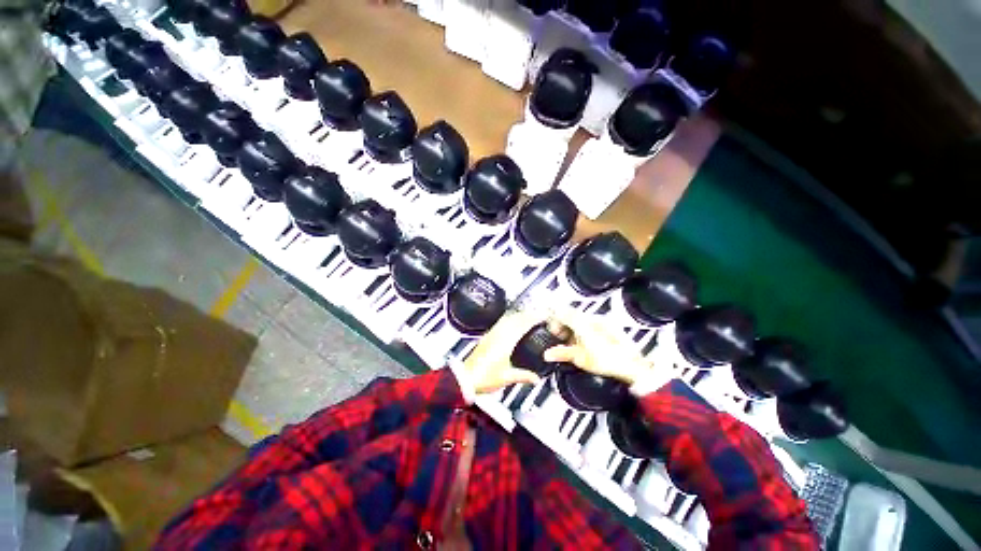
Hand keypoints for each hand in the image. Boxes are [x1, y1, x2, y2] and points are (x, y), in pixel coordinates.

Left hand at [462, 310, 543, 394]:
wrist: (465, 378)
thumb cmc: (482, 377)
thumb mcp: (507, 377)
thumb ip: (524, 376)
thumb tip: (535, 378)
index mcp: (505, 342)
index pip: (522, 325)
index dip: (534, 319)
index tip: (542, 316)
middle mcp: (498, 335)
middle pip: (515, 318)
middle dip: (528, 315)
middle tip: (537, 314)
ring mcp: (491, 335)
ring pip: (507, 319)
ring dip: (518, 315)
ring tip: (527, 316)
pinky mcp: (486, 337)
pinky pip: (500, 323)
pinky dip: (509, 319)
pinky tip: (510, 322)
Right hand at [542, 309, 652, 385]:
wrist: (634, 366)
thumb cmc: (608, 361)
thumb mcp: (581, 359)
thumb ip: (563, 353)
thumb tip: (548, 354)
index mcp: (585, 323)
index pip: (564, 313)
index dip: (554, 318)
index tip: (549, 327)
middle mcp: (593, 318)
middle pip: (572, 316)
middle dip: (562, 324)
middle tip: (557, 336)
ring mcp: (603, 321)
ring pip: (581, 320)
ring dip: (572, 328)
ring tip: (569, 342)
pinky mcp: (610, 327)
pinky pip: (590, 324)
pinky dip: (582, 330)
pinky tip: (582, 342)